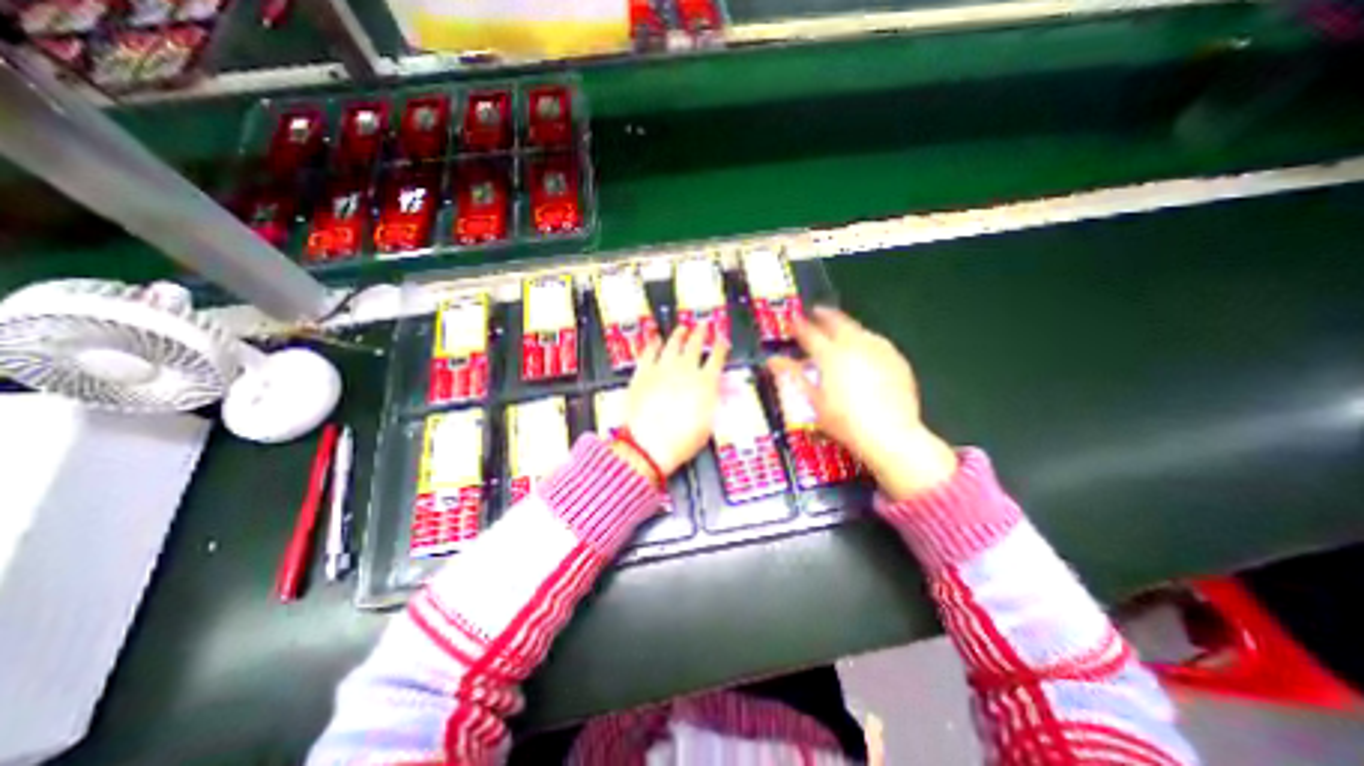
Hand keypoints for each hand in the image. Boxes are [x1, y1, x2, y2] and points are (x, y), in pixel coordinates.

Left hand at [621, 326, 723, 481]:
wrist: (647, 446)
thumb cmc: (681, 441)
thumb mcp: (708, 425)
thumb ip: (714, 402)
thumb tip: (717, 391)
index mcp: (705, 382)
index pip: (717, 357)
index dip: (721, 346)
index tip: (722, 340)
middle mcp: (685, 369)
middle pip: (695, 344)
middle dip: (701, 333)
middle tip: (703, 326)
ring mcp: (662, 368)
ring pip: (672, 344)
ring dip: (679, 334)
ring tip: (682, 328)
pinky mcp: (642, 373)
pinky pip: (648, 353)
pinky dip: (653, 344)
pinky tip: (655, 340)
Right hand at [765, 306, 956, 501]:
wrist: (890, 434)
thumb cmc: (844, 421)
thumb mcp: (813, 400)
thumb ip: (793, 375)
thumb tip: (773, 361)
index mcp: (830, 355)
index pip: (809, 333)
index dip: (799, 325)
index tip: (793, 320)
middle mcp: (854, 346)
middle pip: (837, 322)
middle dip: (824, 315)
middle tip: (816, 312)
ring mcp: (878, 350)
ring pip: (859, 329)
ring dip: (846, 325)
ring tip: (839, 327)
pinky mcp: (896, 359)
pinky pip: (878, 341)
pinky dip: (866, 339)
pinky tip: (865, 346)